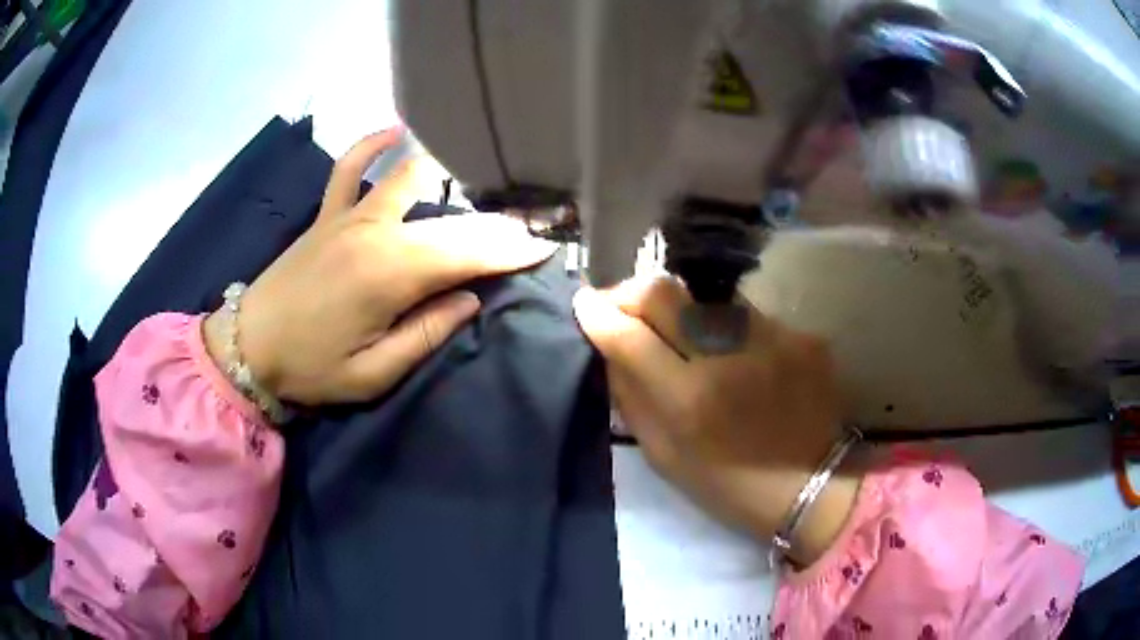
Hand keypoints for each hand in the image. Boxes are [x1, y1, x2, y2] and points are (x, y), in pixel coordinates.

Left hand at [204, 128, 556, 405]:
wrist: (248, 348)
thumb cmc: (310, 369)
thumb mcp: (372, 374)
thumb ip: (425, 334)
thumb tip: (469, 299)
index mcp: (389, 276)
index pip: (466, 253)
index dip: (509, 250)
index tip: (544, 247)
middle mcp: (375, 232)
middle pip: (450, 219)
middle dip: (495, 225)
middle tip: (529, 228)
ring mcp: (348, 215)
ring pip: (412, 180)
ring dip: (452, 180)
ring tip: (483, 188)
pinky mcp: (327, 214)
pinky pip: (349, 166)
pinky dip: (372, 144)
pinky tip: (396, 131)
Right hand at [573, 277, 860, 565]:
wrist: (811, 484)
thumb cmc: (728, 484)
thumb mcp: (664, 456)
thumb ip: (632, 396)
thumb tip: (609, 345)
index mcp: (689, 400)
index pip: (629, 334)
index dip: (598, 312)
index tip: (584, 304)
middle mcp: (730, 357)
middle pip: (663, 291)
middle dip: (630, 292)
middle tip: (623, 307)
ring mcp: (771, 338)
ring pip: (705, 298)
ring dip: (682, 311)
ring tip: (684, 337)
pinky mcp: (800, 335)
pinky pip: (746, 316)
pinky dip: (727, 330)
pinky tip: (735, 356)